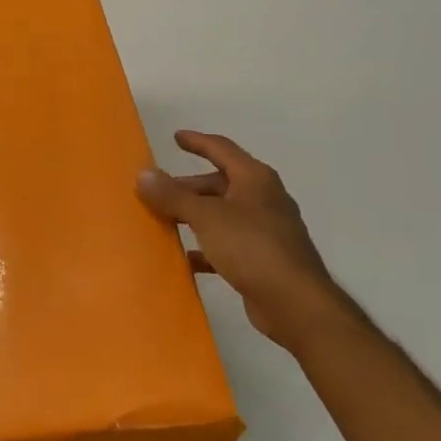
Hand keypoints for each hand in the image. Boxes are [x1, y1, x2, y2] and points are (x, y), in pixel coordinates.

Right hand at [136, 130, 359, 351]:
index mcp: (255, 179)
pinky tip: (185, 258)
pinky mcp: (263, 259)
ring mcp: (266, 230)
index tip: (176, 137)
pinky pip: (227, 244)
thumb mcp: (206, 216)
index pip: (222, 149)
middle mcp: (263, 199)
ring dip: (195, 215)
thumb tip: (143, 174)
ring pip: (223, 214)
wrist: (296, 304)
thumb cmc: (252, 247)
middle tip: (159, 191)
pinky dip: (206, 246)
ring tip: (165, 220)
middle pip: (221, 183)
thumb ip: (173, 195)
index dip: (197, 142)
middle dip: (189, 186)